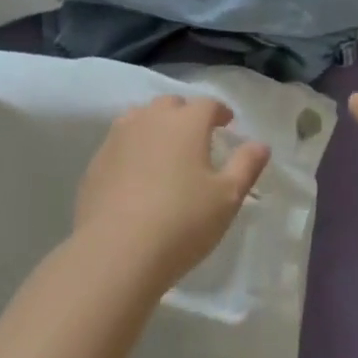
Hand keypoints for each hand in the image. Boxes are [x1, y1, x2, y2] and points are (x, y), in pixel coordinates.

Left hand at [74, 95, 270, 291]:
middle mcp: (151, 118)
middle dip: (186, 114)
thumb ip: (246, 166)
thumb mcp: (227, 198)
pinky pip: (119, 142)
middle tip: (196, 137)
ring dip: (156, 126)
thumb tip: (260, 144)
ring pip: (141, 117)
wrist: (116, 252)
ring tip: (164, 149)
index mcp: (186, 122)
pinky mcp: (97, 160)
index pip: (208, 104)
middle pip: (171, 104)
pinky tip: (135, 173)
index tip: (227, 124)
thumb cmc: (181, 223)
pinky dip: (132, 148)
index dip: (220, 112)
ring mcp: (119, 136)